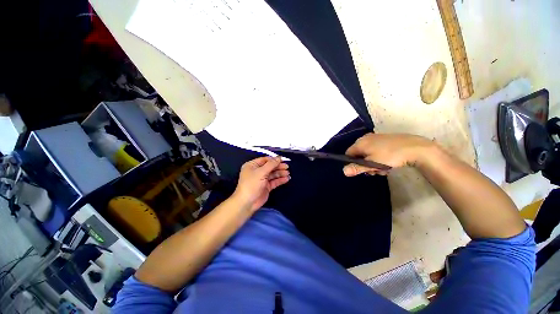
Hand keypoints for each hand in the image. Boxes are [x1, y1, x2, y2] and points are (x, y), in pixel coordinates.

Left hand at [233, 157, 289, 211]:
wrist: (247, 203)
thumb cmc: (252, 184)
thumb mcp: (261, 172)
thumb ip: (271, 164)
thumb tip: (279, 158)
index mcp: (252, 166)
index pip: (265, 160)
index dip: (274, 159)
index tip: (283, 160)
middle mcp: (257, 171)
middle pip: (270, 167)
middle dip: (278, 167)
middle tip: (287, 167)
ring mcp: (262, 179)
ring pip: (273, 174)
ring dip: (280, 173)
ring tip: (288, 173)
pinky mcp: (266, 186)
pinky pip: (274, 181)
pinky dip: (280, 180)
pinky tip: (286, 179)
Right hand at [343, 133, 433, 176]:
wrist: (415, 148)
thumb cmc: (390, 156)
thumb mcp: (372, 164)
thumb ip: (357, 168)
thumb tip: (343, 171)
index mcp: (360, 142)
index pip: (348, 154)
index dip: (352, 163)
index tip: (361, 170)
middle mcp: (366, 138)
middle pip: (359, 154)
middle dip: (364, 164)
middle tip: (374, 171)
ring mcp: (376, 138)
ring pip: (368, 153)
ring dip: (373, 163)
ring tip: (383, 169)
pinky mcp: (386, 140)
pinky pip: (376, 150)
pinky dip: (379, 158)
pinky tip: (388, 163)